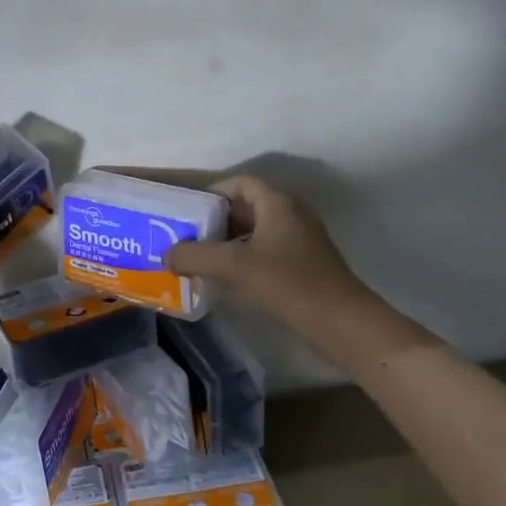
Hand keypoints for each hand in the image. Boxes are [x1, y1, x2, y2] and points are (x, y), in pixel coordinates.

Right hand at [165, 175, 372, 327]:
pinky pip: (266, 253)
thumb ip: (195, 256)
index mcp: (278, 204)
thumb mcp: (233, 266)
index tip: (187, 212)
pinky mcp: (304, 266)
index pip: (240, 183)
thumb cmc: (287, 283)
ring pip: (256, 233)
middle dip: (215, 221)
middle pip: (246, 207)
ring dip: (228, 243)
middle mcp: (291, 215)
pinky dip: (244, 260)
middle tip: (186, 238)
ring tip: (200, 261)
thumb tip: (165, 255)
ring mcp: (301, 242)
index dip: (211, 193)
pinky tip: (227, 281)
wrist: (340, 322)